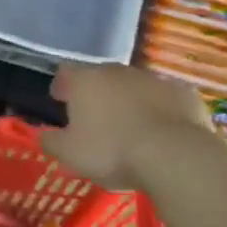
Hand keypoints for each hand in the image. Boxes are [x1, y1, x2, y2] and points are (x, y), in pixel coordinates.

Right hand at [39, 62, 209, 187]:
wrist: (174, 155)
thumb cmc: (112, 151)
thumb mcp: (69, 154)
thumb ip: (51, 141)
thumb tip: (43, 135)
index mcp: (86, 80)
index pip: (66, 72)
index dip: (62, 85)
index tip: (60, 100)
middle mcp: (118, 71)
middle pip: (102, 77)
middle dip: (97, 94)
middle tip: (95, 118)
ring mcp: (154, 79)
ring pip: (135, 86)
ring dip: (129, 101)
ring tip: (129, 128)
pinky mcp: (184, 93)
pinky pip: (165, 99)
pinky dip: (160, 110)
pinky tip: (161, 132)